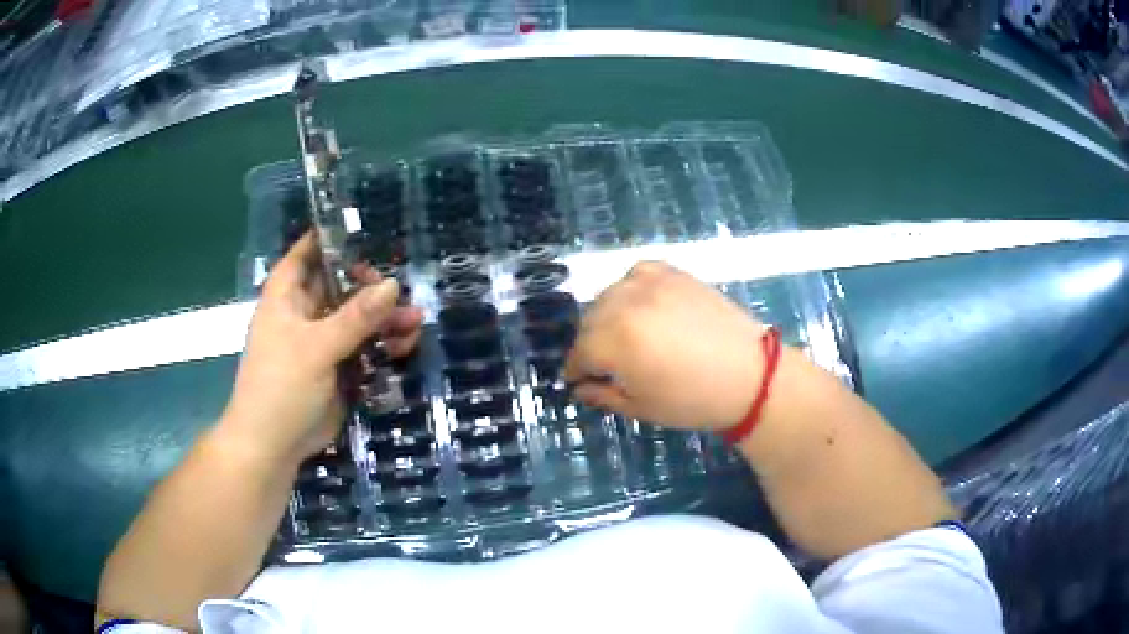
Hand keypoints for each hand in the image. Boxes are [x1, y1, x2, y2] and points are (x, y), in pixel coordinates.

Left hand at [220, 232, 422, 464]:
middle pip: (340, 286)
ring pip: (358, 319)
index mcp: (286, 298)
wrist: (273, 446)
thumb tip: (393, 284)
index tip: (363, 229)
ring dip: (385, 319)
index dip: (329, 238)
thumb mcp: (316, 347)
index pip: (306, 254)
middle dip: (371, 285)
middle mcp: (304, 314)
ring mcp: (322, 342)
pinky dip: (384, 346)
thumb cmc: (280, 386)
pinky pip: (365, 348)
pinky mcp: (337, 369)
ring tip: (415, 321)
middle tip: (401, 288)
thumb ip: (355, 317)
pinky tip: (405, 347)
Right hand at [564, 262, 768, 430]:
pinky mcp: (673, 273)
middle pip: (589, 321)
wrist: (750, 375)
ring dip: (606, 316)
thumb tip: (581, 388)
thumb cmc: (694, 400)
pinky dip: (630, 289)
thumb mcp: (642, 407)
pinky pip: (635, 274)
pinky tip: (641, 306)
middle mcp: (626, 304)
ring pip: (608, 295)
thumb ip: (603, 396)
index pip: (579, 352)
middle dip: (590, 344)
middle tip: (603, 364)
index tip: (578, 381)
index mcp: (615, 341)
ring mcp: (651, 284)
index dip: (575, 370)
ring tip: (623, 336)